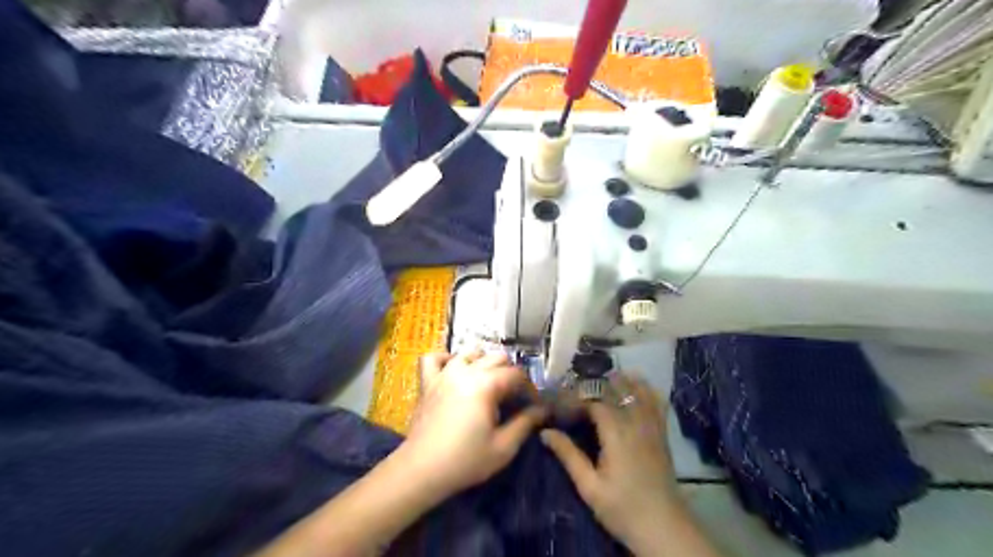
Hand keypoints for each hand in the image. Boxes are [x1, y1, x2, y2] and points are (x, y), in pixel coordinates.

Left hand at [398, 351, 546, 498]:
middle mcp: (465, 371)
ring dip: (483, 363)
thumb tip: (542, 410)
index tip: (533, 406)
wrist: (421, 470)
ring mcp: (444, 373)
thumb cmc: (465, 461)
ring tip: (488, 383)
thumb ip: (525, 423)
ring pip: (469, 352)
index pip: (516, 374)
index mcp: (486, 384)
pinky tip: (454, 371)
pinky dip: (446, 359)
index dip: (529, 388)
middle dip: (510, 374)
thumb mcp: (503, 447)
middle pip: (496, 358)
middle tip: (513, 398)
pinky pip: (434, 358)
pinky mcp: (427, 382)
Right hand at [541, 374, 682, 552]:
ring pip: (639, 390)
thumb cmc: (623, 509)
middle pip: (616, 390)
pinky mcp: (662, 433)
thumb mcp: (589, 486)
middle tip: (577, 389)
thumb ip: (568, 455)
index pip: (594, 401)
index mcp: (616, 434)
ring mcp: (652, 426)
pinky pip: (657, 402)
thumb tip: (545, 432)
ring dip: (621, 381)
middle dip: (596, 384)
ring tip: (603, 380)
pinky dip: (646, 389)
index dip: (576, 399)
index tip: (560, 405)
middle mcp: (636, 423)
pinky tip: (636, 386)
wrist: (664, 528)